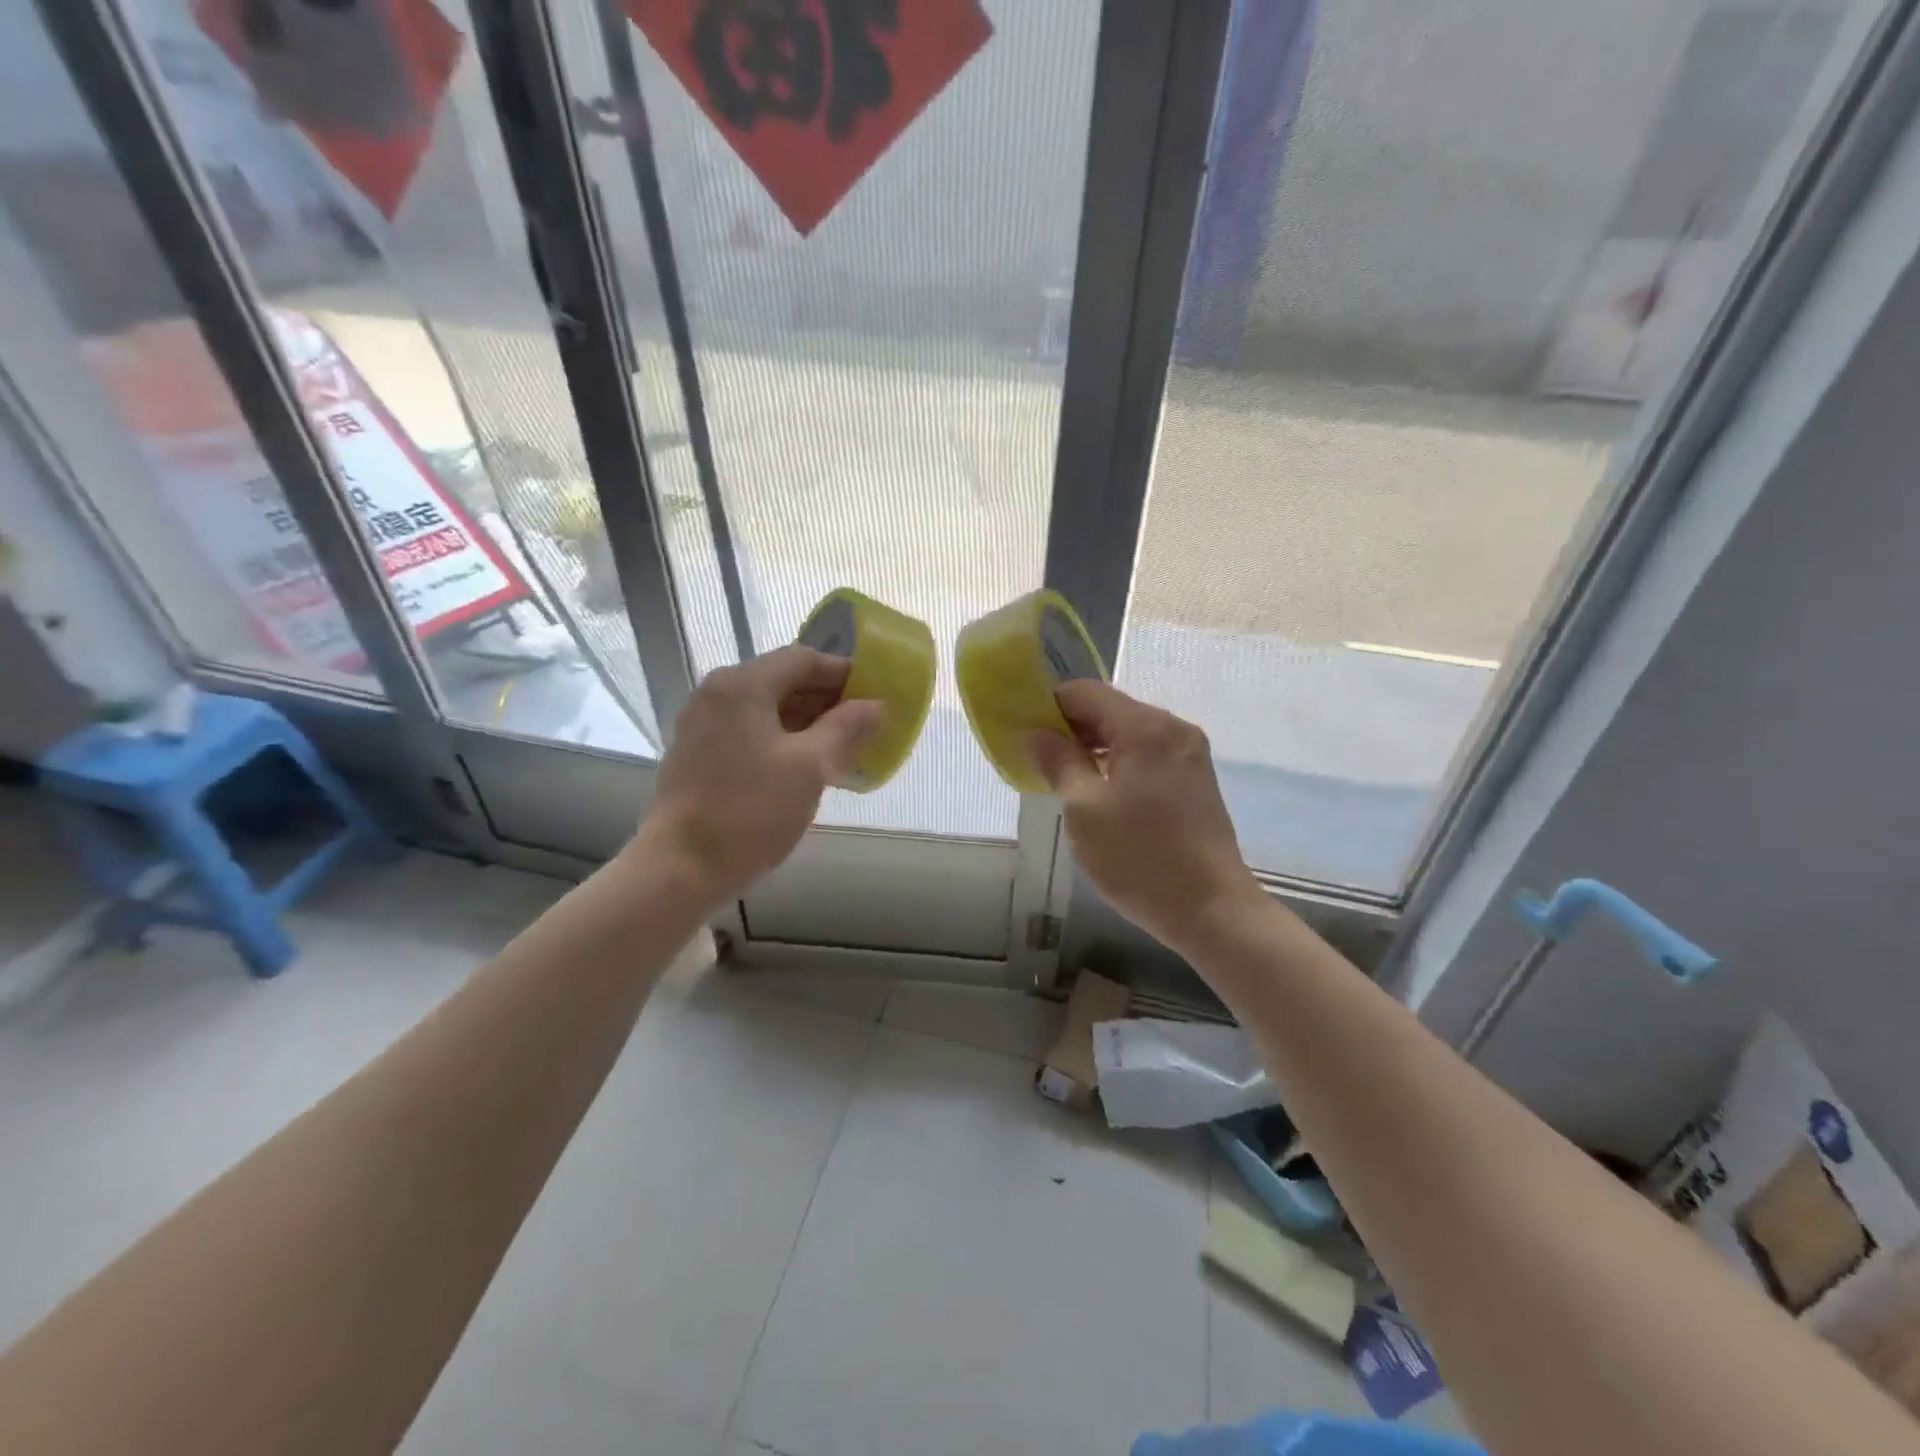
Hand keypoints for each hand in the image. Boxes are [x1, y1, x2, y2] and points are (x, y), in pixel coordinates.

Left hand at [638, 646, 882, 901]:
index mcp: (742, 685)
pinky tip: (806, 766)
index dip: (844, 674)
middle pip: (783, 681)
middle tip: (865, 726)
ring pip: (767, 709)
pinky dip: (782, 739)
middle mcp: (717, 694)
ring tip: (843, 749)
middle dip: (827, 700)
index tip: (877, 695)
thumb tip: (876, 705)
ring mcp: (703, 724)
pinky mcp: (698, 753)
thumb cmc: (750, 811)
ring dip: (807, 722)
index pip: (803, 660)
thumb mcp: (811, 767)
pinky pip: (750, 731)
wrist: (680, 869)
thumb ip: (847, 728)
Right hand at [1025, 681, 1261, 953]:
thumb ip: (1057, 762)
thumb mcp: (1084, 809)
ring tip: (1061, 777)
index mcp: (1145, 727)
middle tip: (1035, 758)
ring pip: (1128, 733)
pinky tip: (1097, 791)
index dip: (1047, 705)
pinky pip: (1147, 755)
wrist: (1212, 910)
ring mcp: (1189, 754)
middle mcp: (1172, 728)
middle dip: (1069, 728)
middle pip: (1109, 709)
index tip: (1021, 729)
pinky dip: (1117, 762)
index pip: (1085, 692)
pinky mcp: (1195, 779)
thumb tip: (1035, 733)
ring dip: (1092, 747)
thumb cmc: (1140, 858)